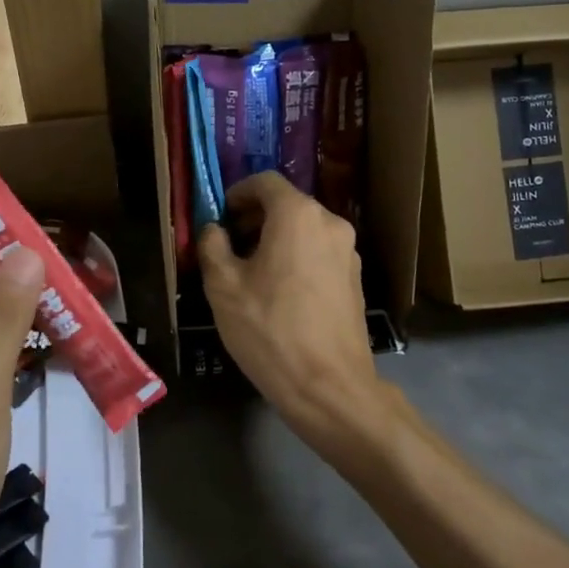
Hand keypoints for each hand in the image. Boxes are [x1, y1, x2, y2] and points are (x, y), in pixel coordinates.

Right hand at [198, 172, 389, 452]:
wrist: (329, 386)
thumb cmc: (270, 329)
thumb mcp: (223, 287)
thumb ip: (213, 245)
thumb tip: (214, 229)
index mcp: (298, 215)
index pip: (265, 181)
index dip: (237, 193)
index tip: (220, 217)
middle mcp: (330, 223)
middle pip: (287, 204)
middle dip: (254, 218)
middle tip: (229, 247)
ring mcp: (349, 251)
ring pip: (305, 229)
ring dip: (276, 239)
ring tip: (251, 274)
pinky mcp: (355, 278)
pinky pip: (319, 252)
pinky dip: (297, 257)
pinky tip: (280, 293)